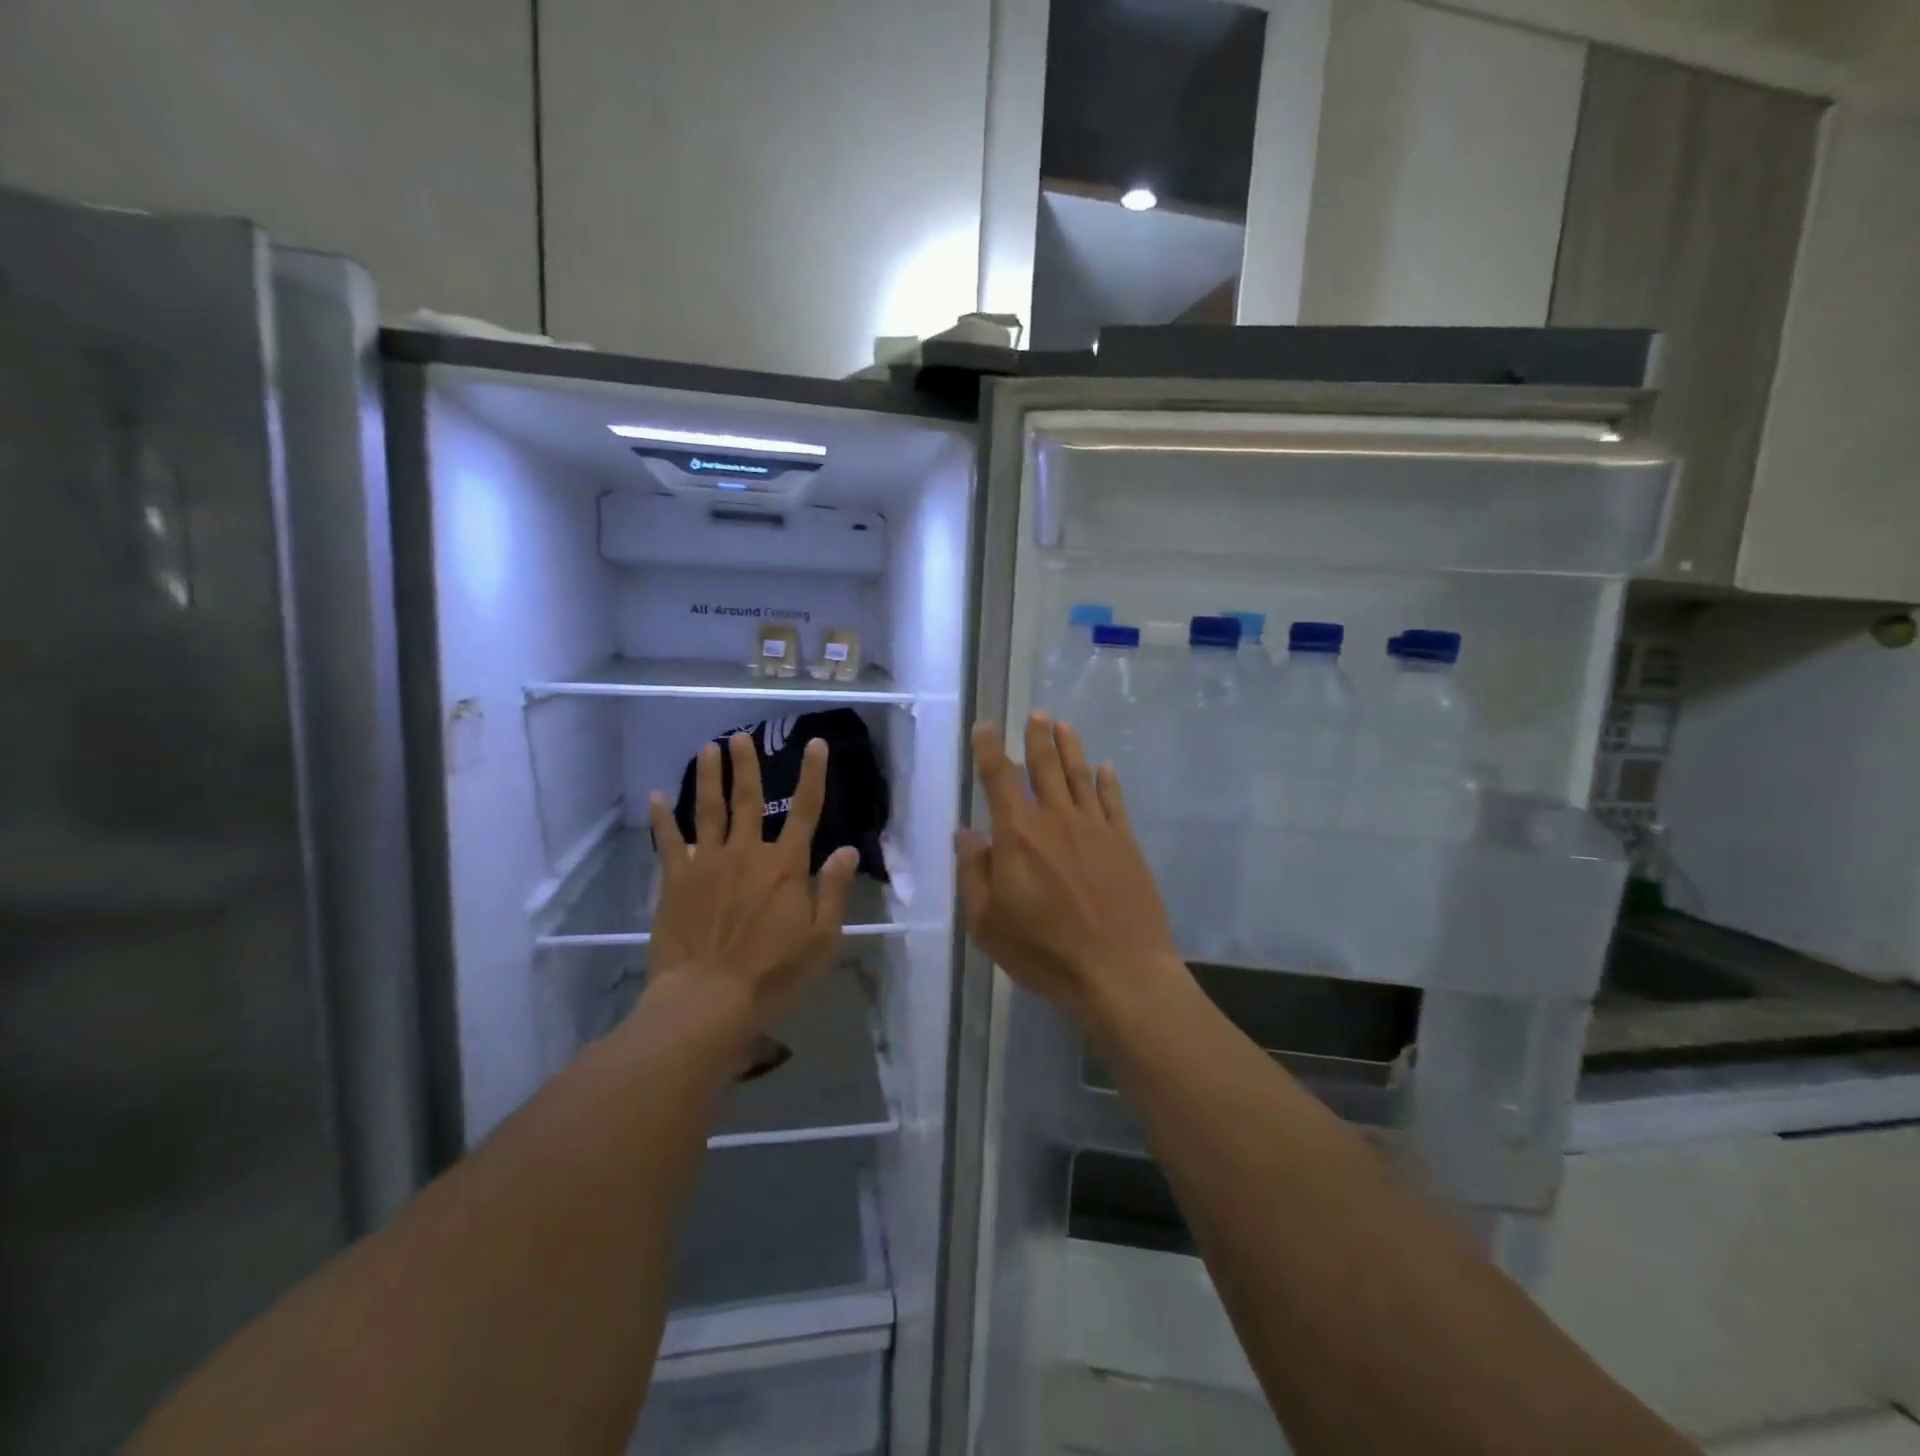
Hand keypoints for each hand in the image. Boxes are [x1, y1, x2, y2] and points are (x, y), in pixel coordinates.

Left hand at [644, 733, 857, 1033]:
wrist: (707, 999)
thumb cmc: (773, 974)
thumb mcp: (821, 939)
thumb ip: (833, 890)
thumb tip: (846, 850)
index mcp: (786, 866)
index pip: (806, 810)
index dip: (812, 774)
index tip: (815, 744)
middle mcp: (747, 853)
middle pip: (748, 799)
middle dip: (747, 765)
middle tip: (742, 737)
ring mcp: (708, 863)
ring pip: (708, 810)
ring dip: (709, 777)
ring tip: (708, 749)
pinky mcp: (676, 880)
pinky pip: (668, 842)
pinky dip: (662, 818)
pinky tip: (656, 796)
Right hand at [957, 713, 1182, 1017]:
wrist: (1119, 971)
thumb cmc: (1043, 951)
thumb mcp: (987, 922)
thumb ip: (973, 873)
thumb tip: (965, 834)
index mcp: (1018, 834)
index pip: (999, 778)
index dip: (989, 749)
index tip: (986, 727)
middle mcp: (1056, 819)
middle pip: (1045, 766)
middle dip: (1037, 737)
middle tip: (1036, 715)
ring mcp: (1095, 827)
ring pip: (1080, 774)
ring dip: (1070, 747)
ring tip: (1063, 725)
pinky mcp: (1125, 842)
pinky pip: (1113, 801)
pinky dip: (1107, 781)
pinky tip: (1105, 769)